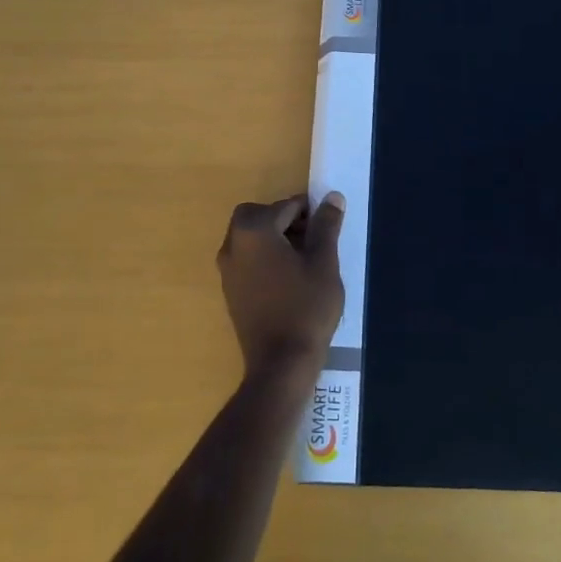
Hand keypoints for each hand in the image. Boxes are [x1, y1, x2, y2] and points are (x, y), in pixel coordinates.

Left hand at [217, 192, 346, 382]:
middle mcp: (233, 244)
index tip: (326, 228)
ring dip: (274, 237)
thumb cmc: (306, 308)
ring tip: (304, 260)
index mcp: (255, 231)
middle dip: (285, 220)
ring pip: (250, 237)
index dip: (309, 212)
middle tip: (312, 239)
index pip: (285, 206)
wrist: (281, 364)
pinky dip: (264, 256)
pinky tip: (288, 279)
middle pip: (258, 215)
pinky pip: (246, 258)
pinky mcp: (229, 290)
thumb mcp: (324, 263)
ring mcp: (227, 269)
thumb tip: (332, 197)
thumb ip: (326, 226)